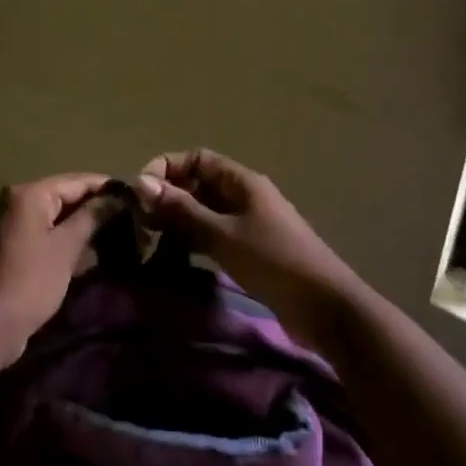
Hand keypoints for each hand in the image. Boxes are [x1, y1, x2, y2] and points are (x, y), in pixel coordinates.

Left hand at [0, 173, 123, 359]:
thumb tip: (116, 197)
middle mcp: (11, 201)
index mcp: (27, 194)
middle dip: (92, 207)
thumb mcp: (67, 246)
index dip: (106, 187)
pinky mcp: (3, 246)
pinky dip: (59, 238)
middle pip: (61, 196)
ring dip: (77, 224)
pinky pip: (38, 233)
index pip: (75, 181)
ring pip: (50, 216)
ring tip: (111, 233)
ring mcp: (4, 224)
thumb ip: (92, 216)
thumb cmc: (33, 280)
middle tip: (126, 216)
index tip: (133, 195)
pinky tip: (84, 251)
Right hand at [135, 150, 358, 322]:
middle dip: (169, 196)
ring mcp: (249, 224)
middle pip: (199, 184)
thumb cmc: (273, 261)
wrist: (324, 306)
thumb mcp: (222, 234)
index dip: (167, 168)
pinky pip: (214, 235)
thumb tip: (142, 183)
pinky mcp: (250, 251)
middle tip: (141, 222)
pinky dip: (193, 240)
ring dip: (178, 221)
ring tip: (150, 240)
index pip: (197, 159)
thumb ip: (183, 210)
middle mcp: (245, 196)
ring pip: (205, 212)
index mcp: (242, 182)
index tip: (141, 193)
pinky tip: (175, 256)